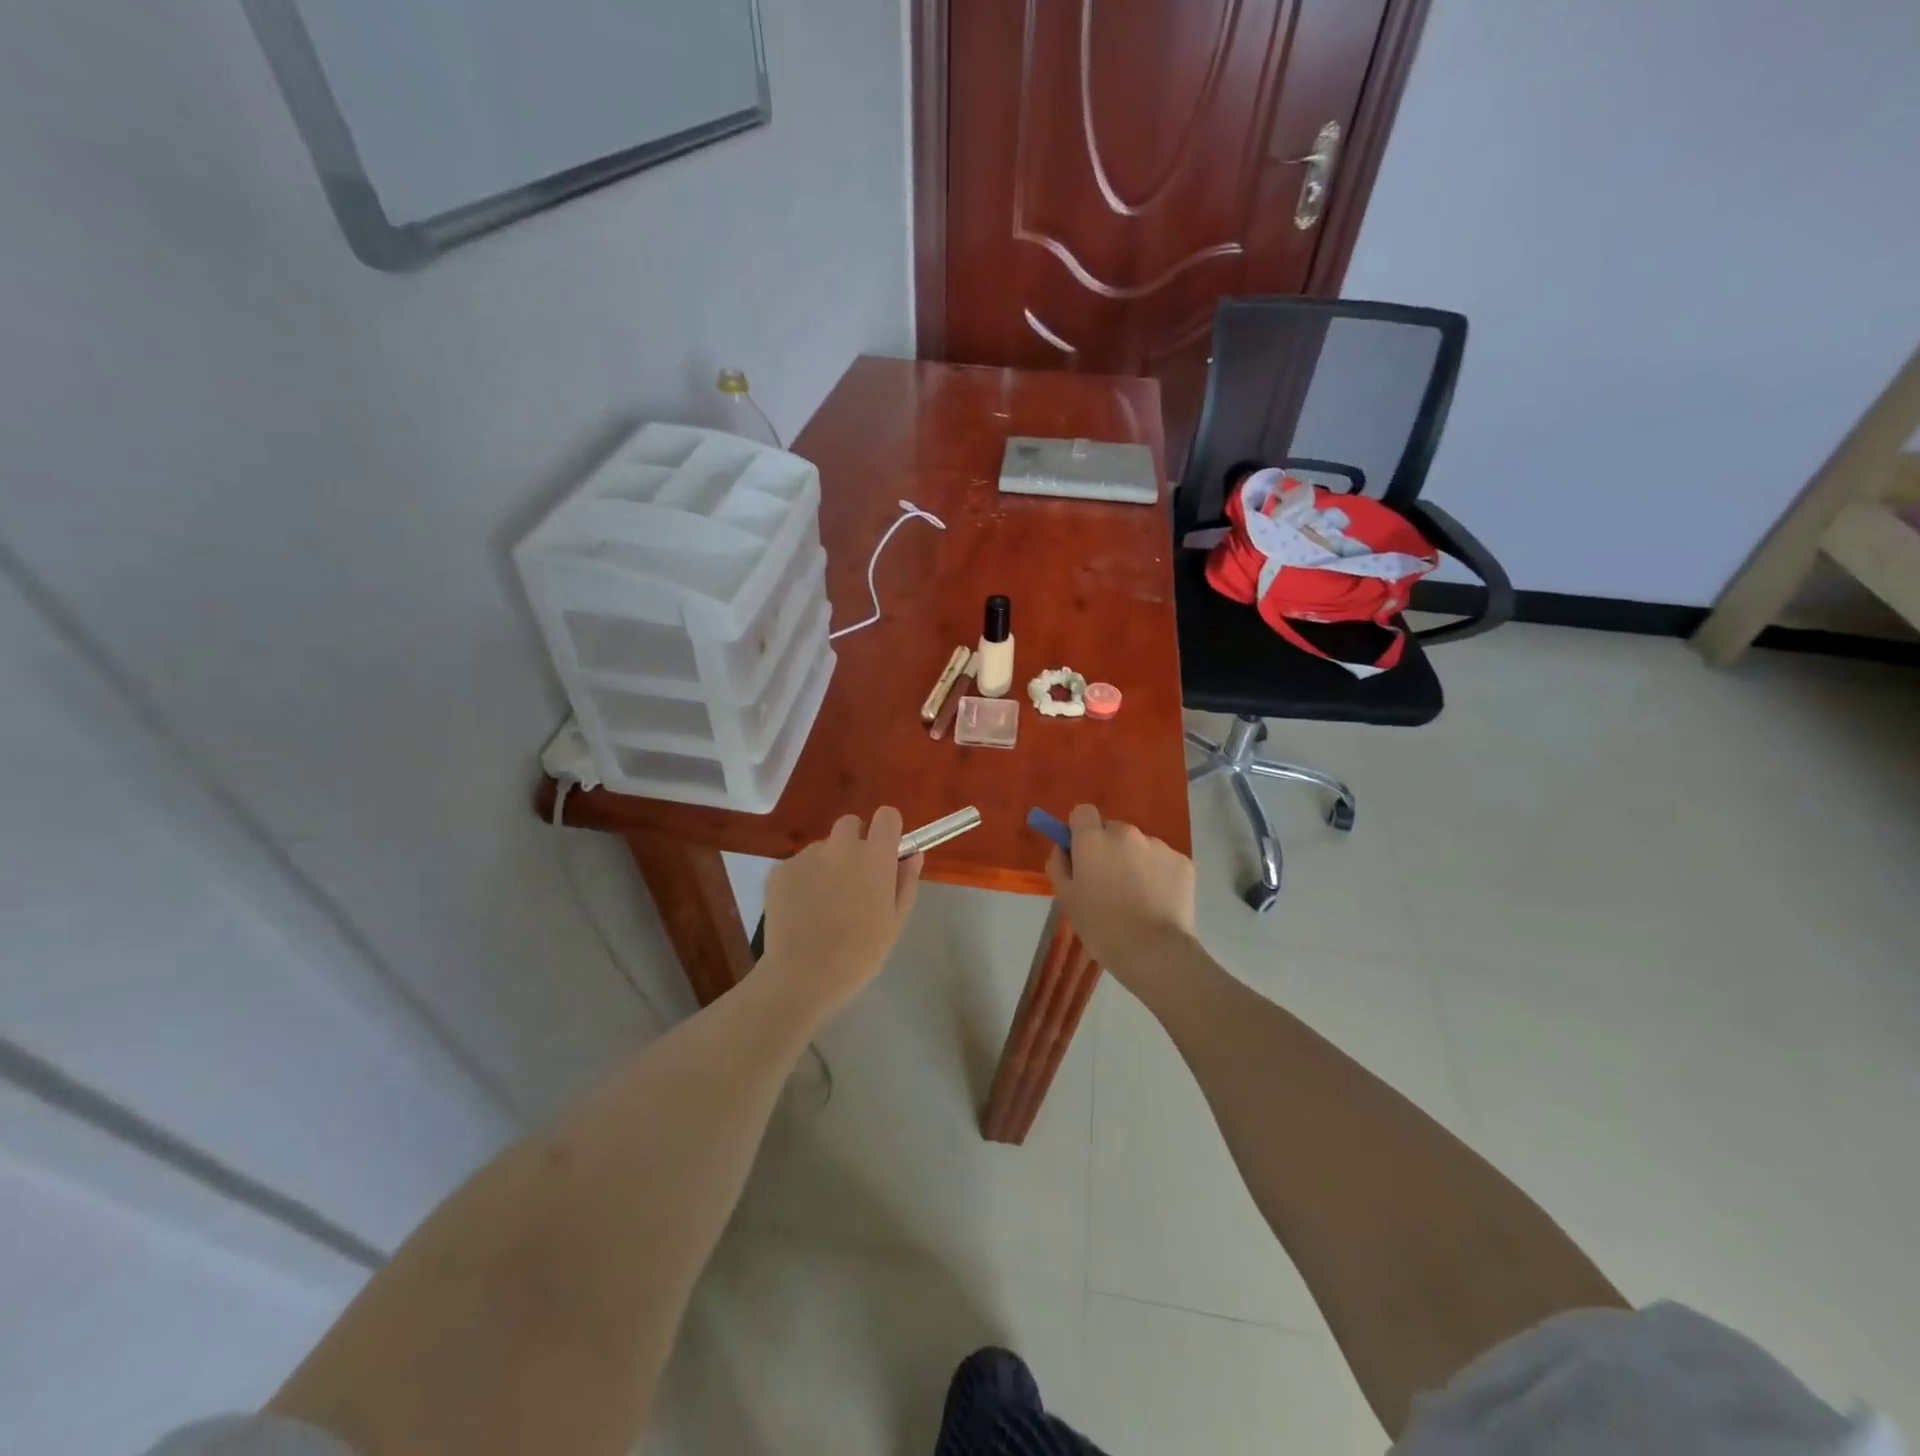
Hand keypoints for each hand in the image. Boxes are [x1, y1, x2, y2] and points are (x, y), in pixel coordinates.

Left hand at [762, 807, 922, 1014]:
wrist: (802, 976)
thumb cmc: (859, 953)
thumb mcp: (895, 921)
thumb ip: (906, 881)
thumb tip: (913, 854)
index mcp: (874, 857)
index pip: (887, 815)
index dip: (888, 830)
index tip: (886, 851)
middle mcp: (840, 847)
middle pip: (851, 825)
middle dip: (855, 843)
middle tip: (854, 880)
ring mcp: (806, 856)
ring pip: (822, 848)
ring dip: (827, 864)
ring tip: (823, 904)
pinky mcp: (779, 870)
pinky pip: (798, 865)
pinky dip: (802, 880)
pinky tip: (801, 911)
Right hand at [1045, 804, 1196, 990]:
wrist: (1154, 952)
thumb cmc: (1101, 927)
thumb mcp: (1066, 898)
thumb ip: (1059, 865)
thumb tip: (1063, 848)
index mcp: (1094, 839)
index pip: (1083, 812)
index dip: (1081, 830)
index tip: (1082, 853)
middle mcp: (1126, 833)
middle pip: (1113, 830)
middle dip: (1109, 848)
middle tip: (1110, 882)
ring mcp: (1158, 845)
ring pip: (1140, 846)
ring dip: (1135, 862)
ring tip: (1138, 897)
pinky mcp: (1183, 862)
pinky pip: (1164, 861)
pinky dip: (1159, 875)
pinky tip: (1158, 901)